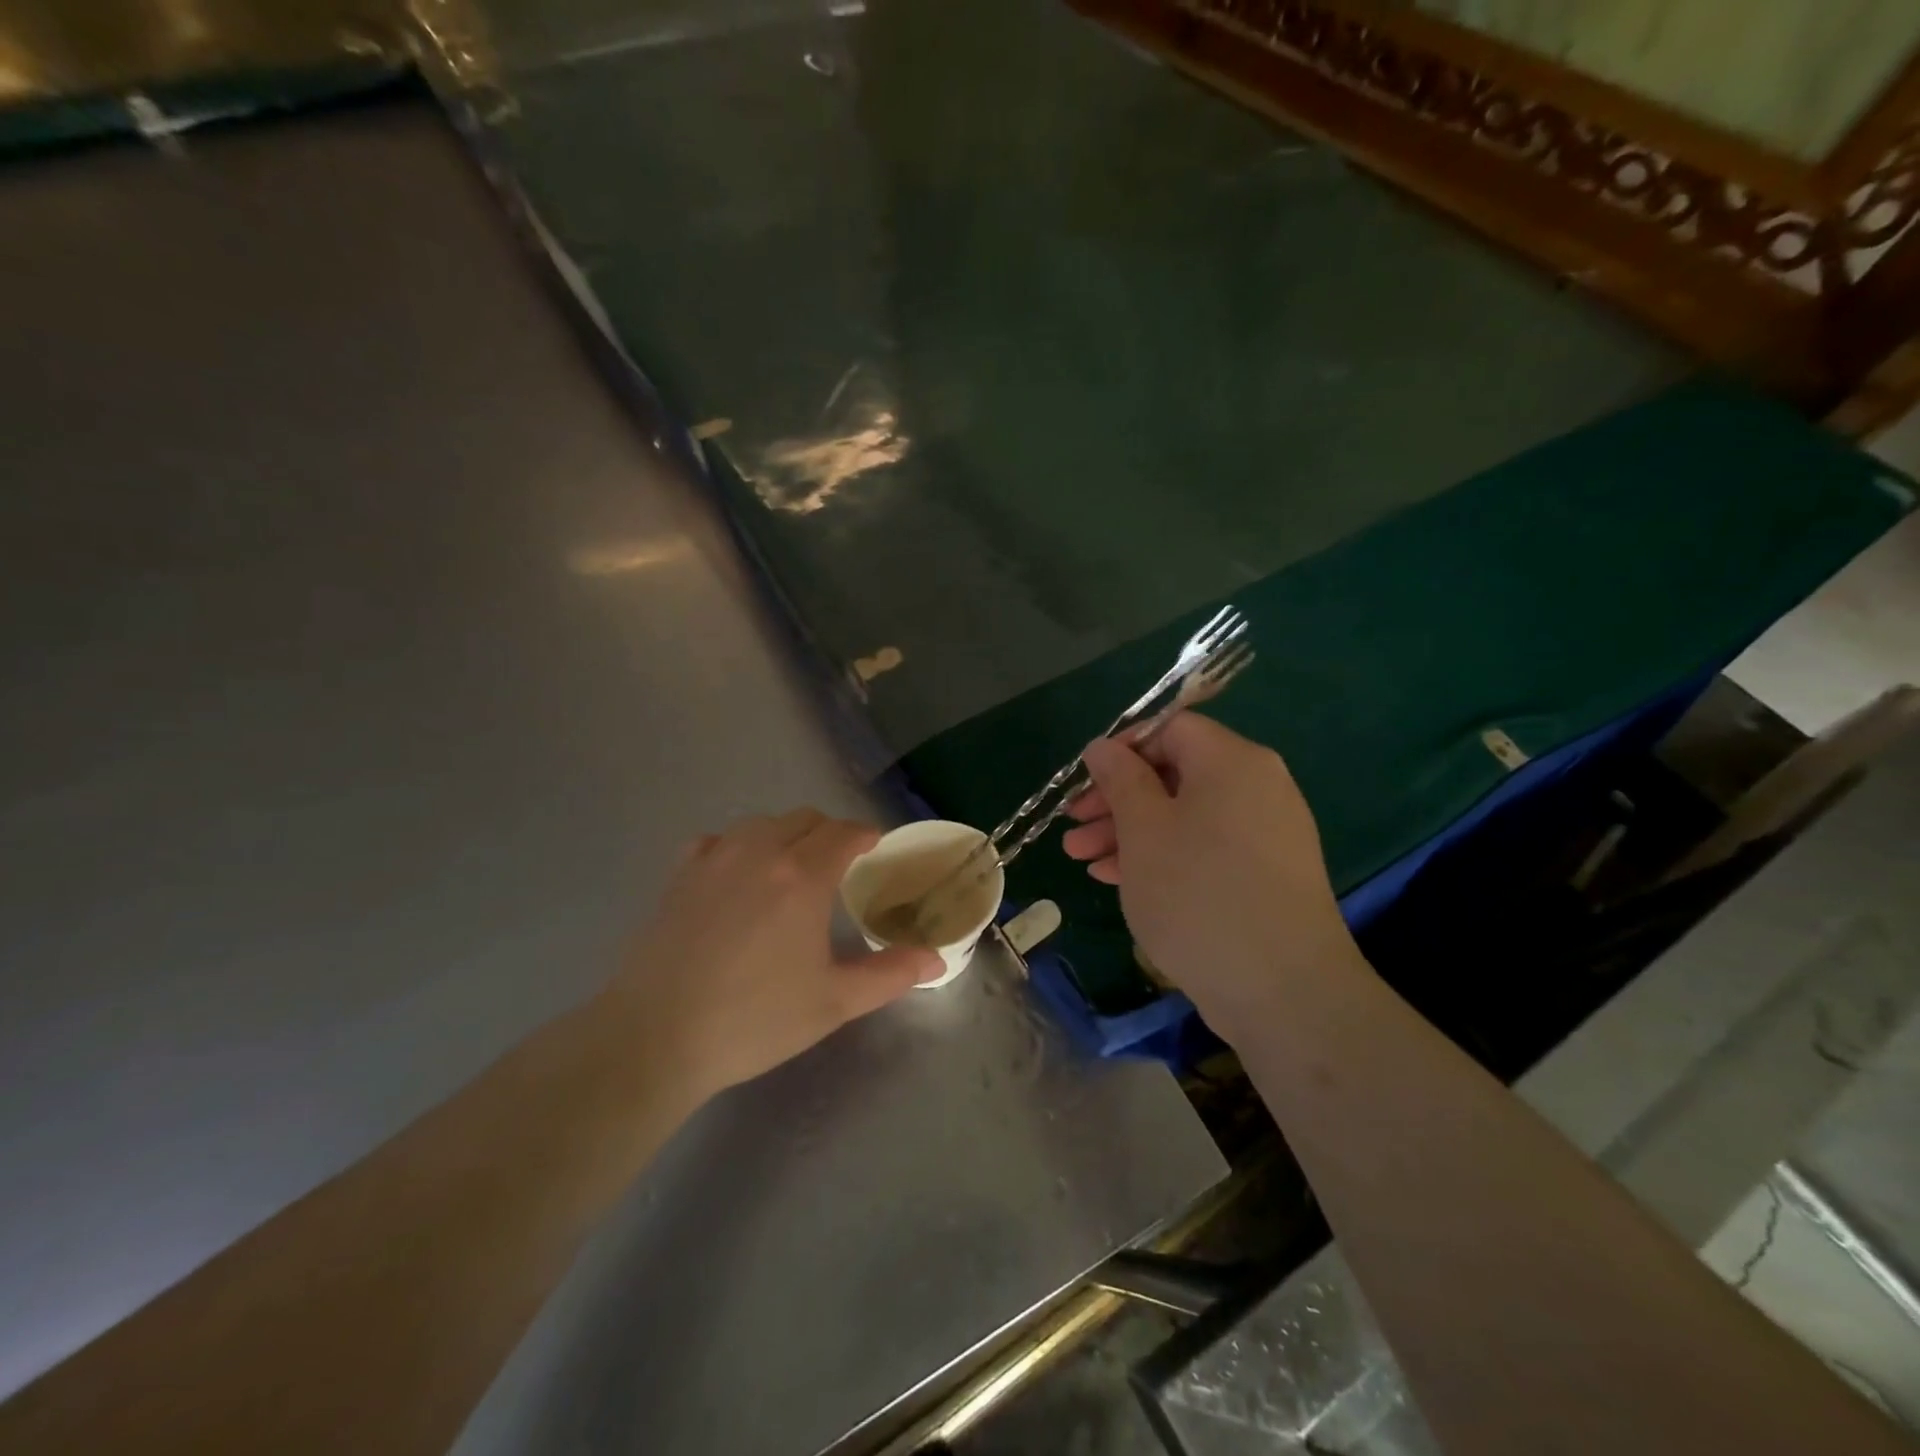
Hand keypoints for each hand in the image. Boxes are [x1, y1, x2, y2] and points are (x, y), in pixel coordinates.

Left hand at [611, 810, 940, 1102]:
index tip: (876, 848)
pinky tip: (737, 874)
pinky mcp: (679, 875)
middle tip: (840, 864)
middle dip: (829, 832)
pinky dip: (738, 846)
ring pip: (761, 823)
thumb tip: (936, 960)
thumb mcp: (833, 1002)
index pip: (843, 832)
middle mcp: (760, 852)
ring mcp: (714, 859)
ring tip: (791, 867)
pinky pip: (718, 840)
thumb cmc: (754, 1019)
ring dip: (785, 834)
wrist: (655, 1037)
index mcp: (803, 876)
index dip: (865, 835)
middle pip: (804, 818)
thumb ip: (889, 974)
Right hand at [1062, 713, 1364, 1040]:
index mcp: (1232, 761)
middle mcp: (1257, 786)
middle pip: (1174, 773)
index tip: (1085, 781)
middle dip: (1116, 799)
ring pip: (1185, 815)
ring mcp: (1266, 832)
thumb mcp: (1144, 829)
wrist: (1283, 990)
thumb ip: (1120, 779)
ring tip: (1082, 860)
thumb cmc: (1198, 894)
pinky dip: (1163, 855)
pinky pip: (1205, 847)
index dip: (1122, 748)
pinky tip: (1119, 879)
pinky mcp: (1265, 874)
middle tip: (1073, 827)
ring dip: (1130, 832)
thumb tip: (1103, 747)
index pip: (1171, 728)